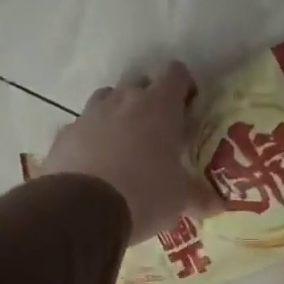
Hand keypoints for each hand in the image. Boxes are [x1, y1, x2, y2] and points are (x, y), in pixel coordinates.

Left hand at [38, 62, 222, 244]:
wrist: (81, 210)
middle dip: (151, 99)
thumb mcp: (180, 199)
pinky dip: (92, 138)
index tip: (189, 108)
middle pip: (140, 82)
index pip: (176, 73)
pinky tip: (98, 164)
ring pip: (108, 99)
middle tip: (160, 130)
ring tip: (127, 144)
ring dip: (119, 114)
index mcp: (159, 107)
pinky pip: (83, 127)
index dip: (184, 86)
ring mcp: (89, 115)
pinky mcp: (64, 135)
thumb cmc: (145, 194)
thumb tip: (219, 205)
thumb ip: (200, 197)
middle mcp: (123, 100)